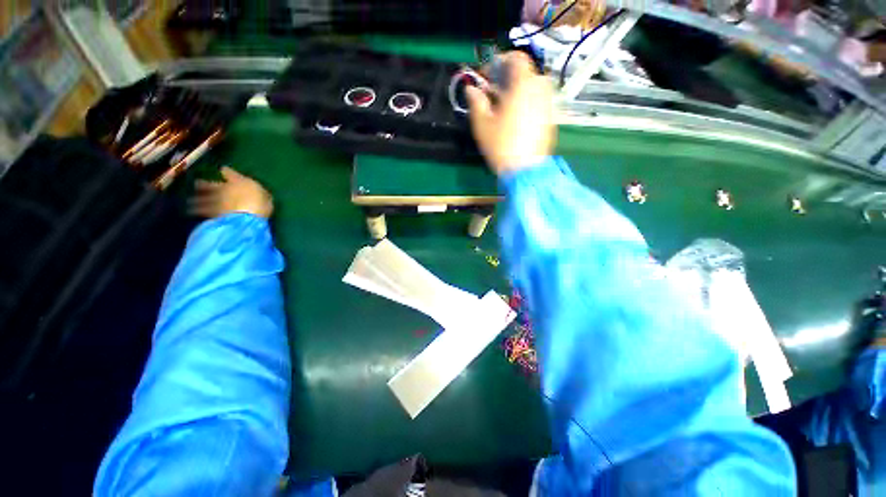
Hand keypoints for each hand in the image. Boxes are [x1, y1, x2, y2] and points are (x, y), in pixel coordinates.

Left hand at [190, 167, 273, 218]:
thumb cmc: (260, 203)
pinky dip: (197, 211)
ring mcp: (216, 201)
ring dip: (196, 200)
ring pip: (203, 198)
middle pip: (211, 185)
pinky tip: (192, 212)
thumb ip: (261, 194)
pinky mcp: (212, 213)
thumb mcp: (266, 196)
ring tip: (190, 201)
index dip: (226, 172)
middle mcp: (224, 189)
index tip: (222, 169)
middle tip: (196, 184)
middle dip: (204, 184)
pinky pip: (202, 211)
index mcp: (238, 182)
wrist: (247, 215)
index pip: (230, 174)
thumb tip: (260, 192)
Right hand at [466, 52, 555, 174]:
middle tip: (494, 92)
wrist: (525, 171)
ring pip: (534, 88)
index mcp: (524, 85)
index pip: (517, 58)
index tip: (489, 74)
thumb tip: (471, 89)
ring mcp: (548, 105)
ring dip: (518, 91)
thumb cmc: (501, 146)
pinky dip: (527, 103)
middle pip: (526, 73)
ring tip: (504, 107)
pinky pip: (539, 102)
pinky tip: (516, 120)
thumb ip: (476, 101)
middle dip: (509, 78)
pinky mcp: (550, 120)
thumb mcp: (482, 124)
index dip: (501, 61)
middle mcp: (540, 90)